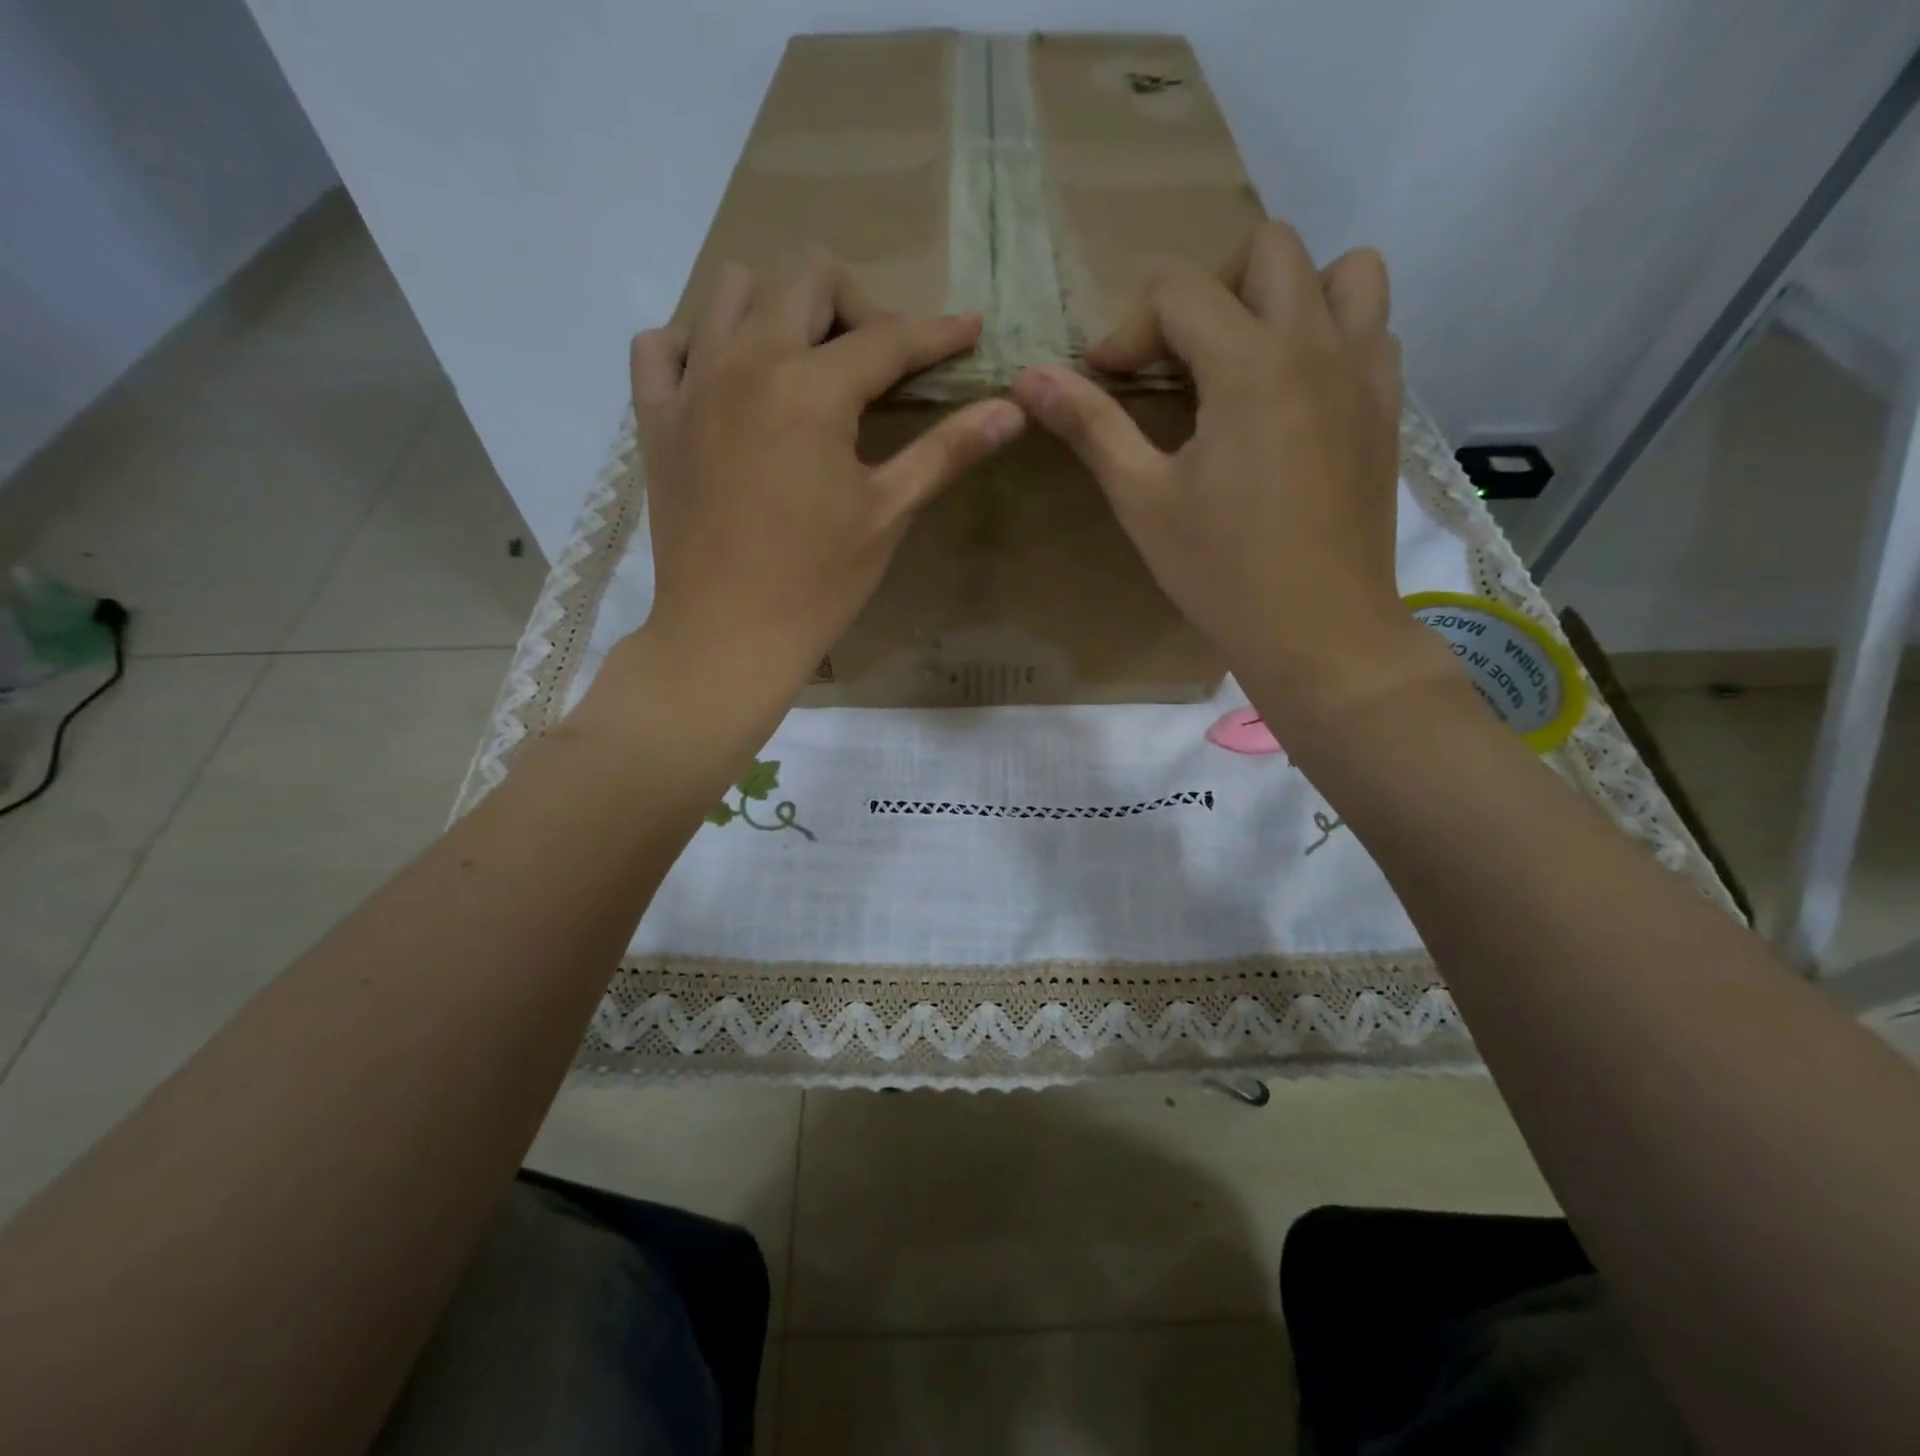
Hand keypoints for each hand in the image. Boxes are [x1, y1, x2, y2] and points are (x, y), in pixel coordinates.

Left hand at [628, 250, 1025, 698]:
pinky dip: (697, 343)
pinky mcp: (656, 418)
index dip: (938, 332)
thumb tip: (1013, 408)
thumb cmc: (817, 582)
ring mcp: (691, 385)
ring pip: (730, 289)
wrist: (728, 635)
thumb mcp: (888, 513)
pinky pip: (663, 345)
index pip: (887, 337)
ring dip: (779, 307)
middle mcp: (745, 362)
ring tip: (805, 364)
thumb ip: (947, 450)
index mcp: (811, 389)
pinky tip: (728, 383)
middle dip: (855, 303)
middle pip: (804, 275)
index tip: (970, 329)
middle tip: (876, 362)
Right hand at [1009, 222, 1449, 732]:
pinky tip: (1293, 399)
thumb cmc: (1221, 572)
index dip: (1129, 329)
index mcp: (1250, 364)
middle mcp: (1318, 344)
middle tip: (1179, 361)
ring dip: (1287, 296)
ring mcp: (1366, 373)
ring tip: (1248, 362)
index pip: (1179, 291)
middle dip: (1208, 291)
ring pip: (1344, 272)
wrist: (1320, 632)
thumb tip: (1028, 377)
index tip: (1106, 381)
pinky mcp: (1387, 409)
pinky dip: (1330, 336)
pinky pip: (1372, 329)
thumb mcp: (1143, 500)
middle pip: (1269, 251)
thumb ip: (1091, 426)